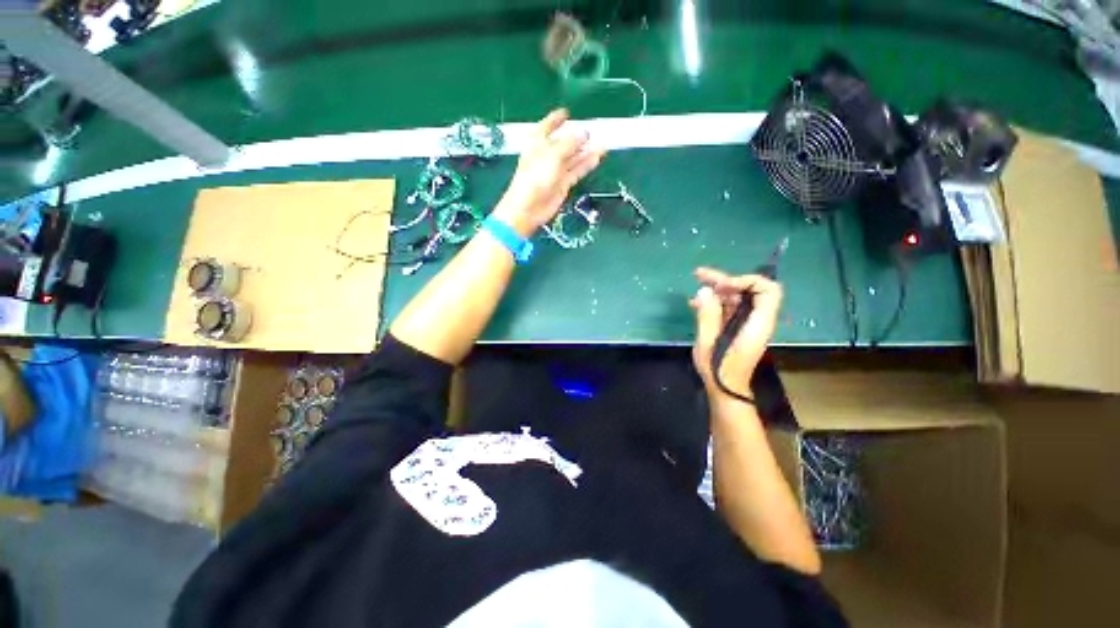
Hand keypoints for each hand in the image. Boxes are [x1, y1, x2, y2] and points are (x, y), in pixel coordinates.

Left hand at [492, 109, 605, 236]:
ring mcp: (555, 171)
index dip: (556, 119)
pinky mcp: (563, 184)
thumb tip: (585, 133)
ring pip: (574, 158)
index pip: (547, 126)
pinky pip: (577, 171)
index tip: (566, 112)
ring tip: (603, 144)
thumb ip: (570, 143)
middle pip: (564, 143)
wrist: (528, 208)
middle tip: (594, 131)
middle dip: (578, 137)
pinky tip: (597, 157)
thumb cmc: (535, 177)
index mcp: (537, 143)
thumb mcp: (552, 155)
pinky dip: (587, 165)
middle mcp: (547, 155)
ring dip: (587, 151)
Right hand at [690, 267, 782, 399]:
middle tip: (699, 274)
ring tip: (695, 286)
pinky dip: (714, 302)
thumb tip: (705, 290)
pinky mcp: (737, 326)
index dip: (745, 281)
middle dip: (725, 280)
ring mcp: (747, 323)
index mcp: (757, 324)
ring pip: (737, 297)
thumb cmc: (719, 370)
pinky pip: (729, 307)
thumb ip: (708, 315)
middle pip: (749, 290)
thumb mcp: (708, 343)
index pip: (767, 290)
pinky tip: (695, 303)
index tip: (721, 286)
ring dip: (717, 289)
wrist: (725, 390)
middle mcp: (757, 319)